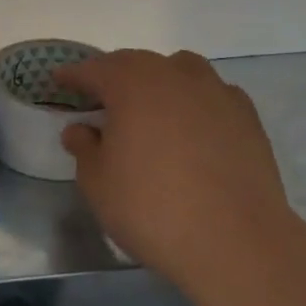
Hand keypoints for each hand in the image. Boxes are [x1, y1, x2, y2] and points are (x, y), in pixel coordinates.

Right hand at [55, 50, 299, 301]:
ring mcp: (215, 91)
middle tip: (100, 98)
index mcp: (131, 83)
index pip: (94, 69)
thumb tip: (80, 129)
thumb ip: (84, 148)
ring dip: (158, 81)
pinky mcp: (246, 116)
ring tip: (150, 108)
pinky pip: (211, 94)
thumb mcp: (98, 183)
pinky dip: (195, 101)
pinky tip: (193, 127)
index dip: (73, 76)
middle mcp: (174, 74)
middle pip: (136, 64)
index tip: (59, 80)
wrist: (236, 241)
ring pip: (179, 70)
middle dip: (115, 76)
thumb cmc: (152, 208)